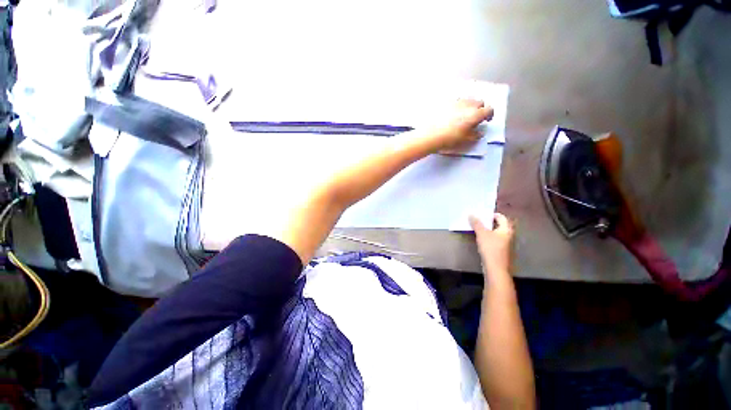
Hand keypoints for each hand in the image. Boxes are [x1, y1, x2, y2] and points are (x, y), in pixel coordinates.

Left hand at [427, 99, 493, 151]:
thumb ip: (474, 135)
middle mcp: (467, 104)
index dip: (489, 115)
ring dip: (467, 106)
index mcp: (474, 114)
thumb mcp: (464, 140)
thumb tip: (479, 133)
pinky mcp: (444, 102)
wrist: (428, 135)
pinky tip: (449, 114)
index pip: (489, 110)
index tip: (486, 120)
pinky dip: (455, 106)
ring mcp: (455, 101)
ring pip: (466, 100)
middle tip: (474, 118)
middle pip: (478, 102)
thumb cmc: (447, 139)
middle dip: (479, 109)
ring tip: (461, 116)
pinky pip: (454, 101)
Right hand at [469, 213, 513, 277]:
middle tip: (479, 220)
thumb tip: (471, 214)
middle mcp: (508, 236)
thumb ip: (476, 223)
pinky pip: (495, 240)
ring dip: (488, 230)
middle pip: (500, 225)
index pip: (501, 217)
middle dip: (489, 222)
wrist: (496, 268)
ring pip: (497, 233)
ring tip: (478, 228)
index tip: (482, 214)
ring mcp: (506, 244)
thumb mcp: (481, 234)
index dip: (492, 214)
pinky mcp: (501, 251)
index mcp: (506, 230)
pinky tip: (481, 239)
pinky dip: (488, 237)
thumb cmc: (491, 248)